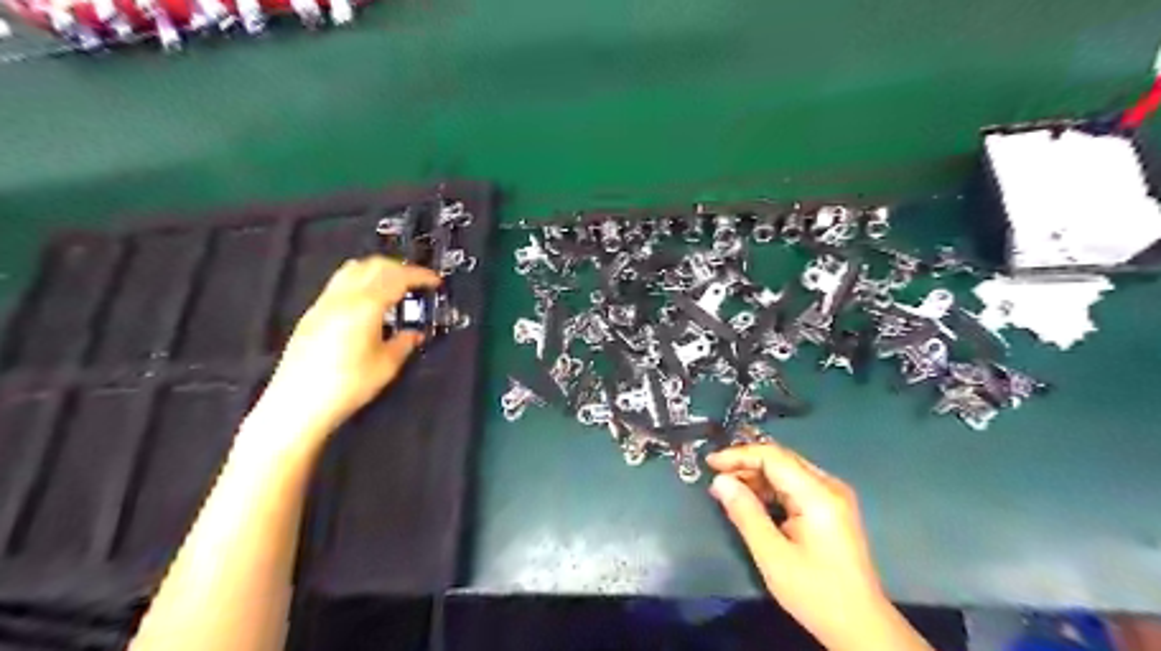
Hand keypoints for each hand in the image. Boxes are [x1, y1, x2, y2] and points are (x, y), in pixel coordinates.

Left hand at [263, 258, 439, 435]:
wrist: (298, 404)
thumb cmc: (346, 386)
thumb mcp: (386, 366)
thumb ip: (404, 343)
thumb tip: (414, 334)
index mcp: (364, 306)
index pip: (397, 277)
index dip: (420, 275)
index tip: (435, 281)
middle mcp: (342, 297)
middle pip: (374, 265)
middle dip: (401, 268)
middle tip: (418, 281)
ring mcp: (324, 303)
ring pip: (354, 269)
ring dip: (379, 270)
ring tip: (395, 286)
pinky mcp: (313, 313)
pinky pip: (340, 283)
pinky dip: (361, 281)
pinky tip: (369, 301)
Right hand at [707, 435, 930, 649]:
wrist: (861, 626)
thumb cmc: (815, 593)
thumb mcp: (772, 555)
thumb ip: (745, 513)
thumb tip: (720, 481)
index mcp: (818, 495)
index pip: (773, 457)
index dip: (738, 455)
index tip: (709, 463)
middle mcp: (829, 486)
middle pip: (781, 459)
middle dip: (746, 464)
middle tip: (716, 477)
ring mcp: (834, 496)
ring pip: (787, 471)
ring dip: (757, 476)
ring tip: (728, 488)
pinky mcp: (832, 508)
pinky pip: (795, 485)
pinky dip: (771, 488)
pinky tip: (752, 500)